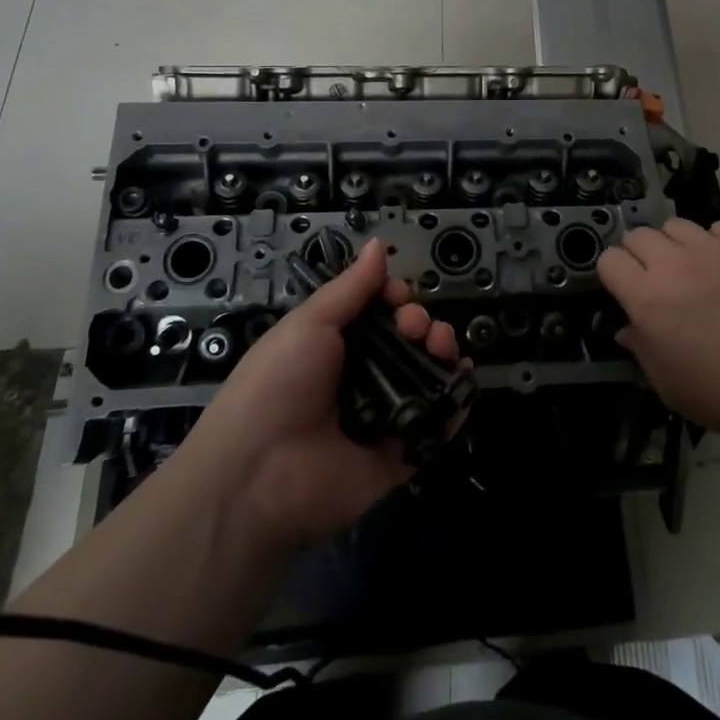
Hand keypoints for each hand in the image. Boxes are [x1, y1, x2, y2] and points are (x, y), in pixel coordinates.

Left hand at [175, 240, 461, 553]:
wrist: (257, 475)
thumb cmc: (277, 384)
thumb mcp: (309, 323)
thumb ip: (350, 287)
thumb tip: (378, 244)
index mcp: (335, 345)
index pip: (379, 313)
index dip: (395, 298)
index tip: (397, 296)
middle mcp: (361, 377)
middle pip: (408, 341)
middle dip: (421, 322)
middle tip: (415, 326)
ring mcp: (382, 417)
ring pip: (425, 376)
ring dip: (441, 351)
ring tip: (440, 345)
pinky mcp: (399, 456)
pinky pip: (434, 425)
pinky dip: (454, 401)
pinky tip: (462, 377)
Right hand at [598, 218, 719, 437]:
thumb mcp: (670, 386)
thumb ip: (641, 351)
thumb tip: (626, 329)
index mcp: (647, 299)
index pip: (609, 261)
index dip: (612, 273)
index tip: (624, 289)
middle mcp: (673, 265)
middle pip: (638, 234)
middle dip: (639, 253)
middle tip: (656, 278)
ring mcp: (712, 249)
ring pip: (675, 224)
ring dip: (674, 243)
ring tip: (690, 265)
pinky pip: (717, 227)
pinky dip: (714, 241)